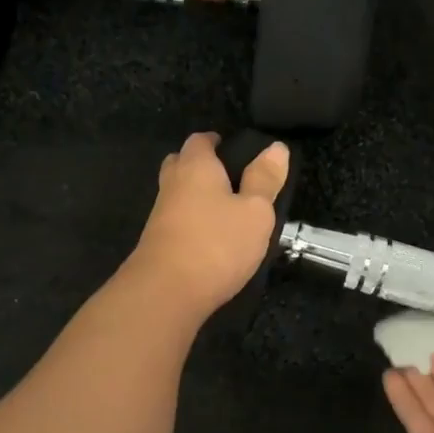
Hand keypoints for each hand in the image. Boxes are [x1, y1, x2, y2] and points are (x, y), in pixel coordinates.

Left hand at [126, 131, 287, 323]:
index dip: (216, 141)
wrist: (167, 292)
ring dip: (196, 196)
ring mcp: (160, 215)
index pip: (200, 140)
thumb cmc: (217, 243)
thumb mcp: (255, 211)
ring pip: (177, 194)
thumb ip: (265, 179)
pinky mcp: (157, 243)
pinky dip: (192, 222)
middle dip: (201, 166)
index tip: (235, 150)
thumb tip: (276, 147)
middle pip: (181, 163)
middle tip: (228, 177)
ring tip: (226, 209)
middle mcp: (172, 184)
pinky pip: (176, 221)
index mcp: (196, 167)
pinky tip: (211, 237)